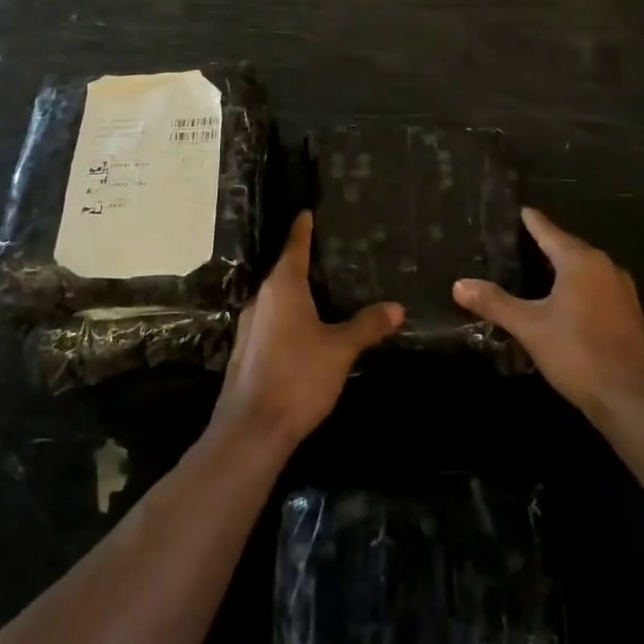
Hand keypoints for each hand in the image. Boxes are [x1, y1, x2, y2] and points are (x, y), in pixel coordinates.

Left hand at [210, 212, 402, 451]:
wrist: (251, 431)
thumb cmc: (298, 377)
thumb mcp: (340, 349)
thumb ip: (367, 326)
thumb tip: (396, 307)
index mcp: (282, 288)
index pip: (295, 247)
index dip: (303, 229)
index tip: (307, 212)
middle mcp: (262, 300)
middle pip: (285, 272)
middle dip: (305, 262)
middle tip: (333, 254)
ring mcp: (250, 327)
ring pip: (278, 300)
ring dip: (298, 293)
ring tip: (326, 291)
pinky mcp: (248, 353)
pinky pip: (273, 322)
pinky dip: (291, 317)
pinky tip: (308, 330)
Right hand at [454, 208, 643, 422]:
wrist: (633, 400)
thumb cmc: (578, 353)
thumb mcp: (530, 327)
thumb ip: (495, 303)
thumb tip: (459, 285)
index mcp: (581, 261)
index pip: (549, 231)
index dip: (531, 221)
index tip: (518, 210)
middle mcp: (605, 267)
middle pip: (569, 247)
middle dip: (545, 244)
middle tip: (517, 243)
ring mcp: (622, 291)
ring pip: (585, 269)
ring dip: (563, 268)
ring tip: (535, 270)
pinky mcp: (629, 314)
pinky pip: (596, 288)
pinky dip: (577, 287)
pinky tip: (563, 302)